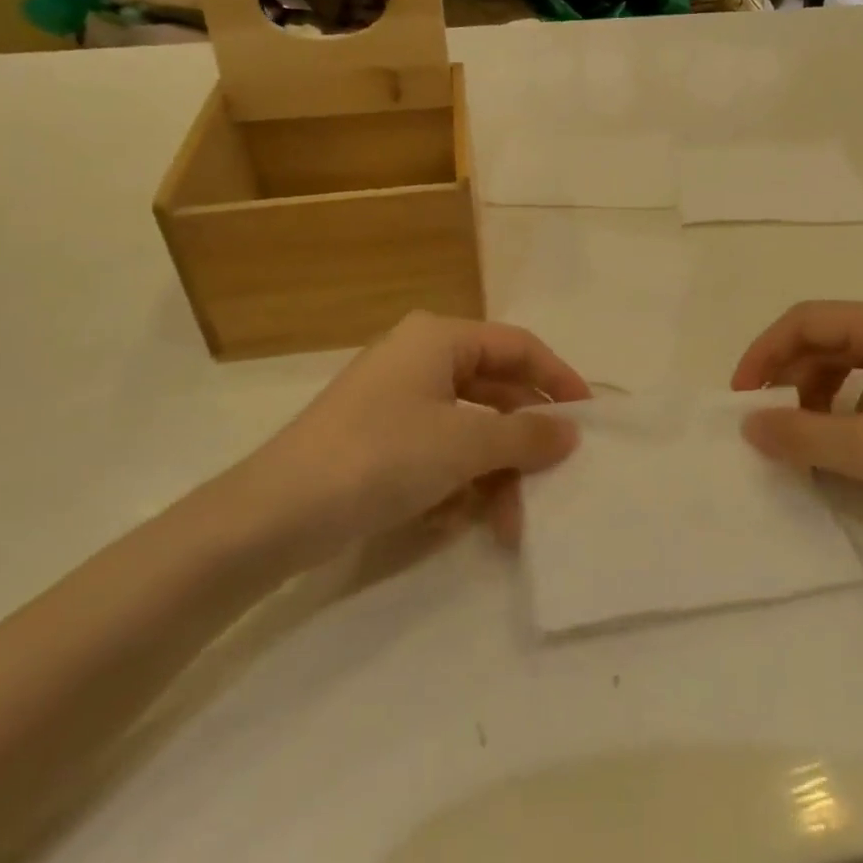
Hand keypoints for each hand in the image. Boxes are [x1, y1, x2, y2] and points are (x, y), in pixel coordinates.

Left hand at [223, 313, 591, 566]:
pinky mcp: (380, 440)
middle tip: (552, 479)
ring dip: (493, 473)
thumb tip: (571, 431)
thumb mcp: (464, 444)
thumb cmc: (380, 457)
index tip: (589, 418)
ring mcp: (397, 400)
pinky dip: (457, 482)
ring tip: (509, 523)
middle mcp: (420, 359)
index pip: (518, 346)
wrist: (272, 515)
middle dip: (522, 441)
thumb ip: (525, 435)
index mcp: (439, 338)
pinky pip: (438, 451)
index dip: (558, 379)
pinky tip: (455, 519)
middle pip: (496, 390)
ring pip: (469, 429)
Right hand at [733, 300, 862, 548]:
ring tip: (808, 435)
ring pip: (855, 356)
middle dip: (792, 375)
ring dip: (821, 390)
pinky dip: (853, 400)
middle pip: (831, 335)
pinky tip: (854, 438)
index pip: (808, 320)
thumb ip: (803, 437)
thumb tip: (749, 426)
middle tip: (770, 421)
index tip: (740, 397)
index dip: (764, 353)